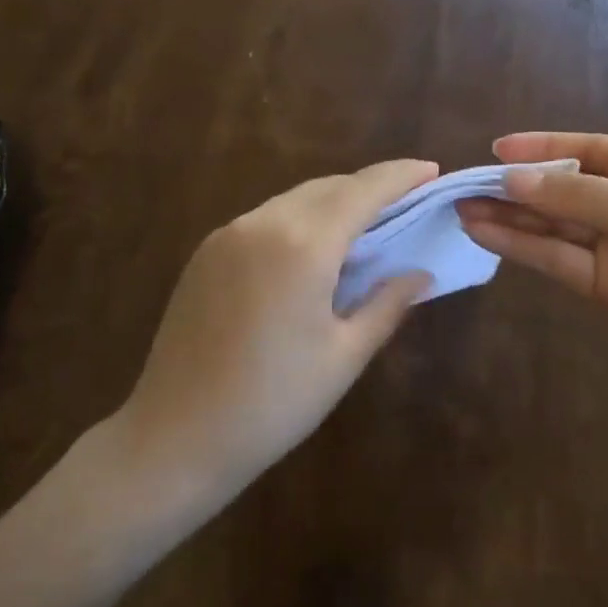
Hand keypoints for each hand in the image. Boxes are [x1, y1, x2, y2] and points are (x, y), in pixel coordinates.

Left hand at [115, 160, 436, 497]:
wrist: (176, 436)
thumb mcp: (344, 356)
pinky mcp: (206, 252)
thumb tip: (419, 274)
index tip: (431, 170)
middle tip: (406, 201)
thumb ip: (387, 305)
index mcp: (303, 246)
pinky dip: (299, 219)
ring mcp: (228, 235)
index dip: (400, 176)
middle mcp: (263, 224)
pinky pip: (265, 218)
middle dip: (370, 187)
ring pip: (294, 200)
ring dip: (334, 202)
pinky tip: (314, 248)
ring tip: (366, 225)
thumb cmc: (274, 404)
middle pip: (328, 187)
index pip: (363, 191)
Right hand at [457, 132, 607, 398]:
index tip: (496, 149)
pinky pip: (558, 258)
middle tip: (462, 185)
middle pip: (563, 188)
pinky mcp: (607, 286)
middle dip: (516, 186)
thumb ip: (581, 196)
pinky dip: (523, 247)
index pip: (588, 148)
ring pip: (553, 225)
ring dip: (510, 217)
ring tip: (461, 209)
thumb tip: (512, 178)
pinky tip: (486, 235)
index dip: (542, 147)